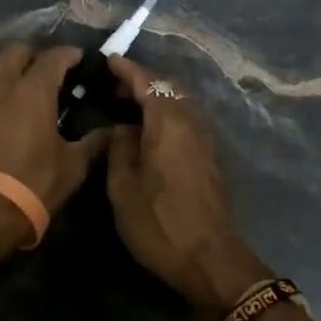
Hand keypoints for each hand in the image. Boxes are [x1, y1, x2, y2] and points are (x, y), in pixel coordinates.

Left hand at [0, 44, 109, 229]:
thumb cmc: (32, 183)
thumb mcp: (72, 166)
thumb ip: (93, 142)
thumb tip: (113, 130)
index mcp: (33, 89)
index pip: (54, 56)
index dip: (69, 55)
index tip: (79, 61)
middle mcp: (2, 82)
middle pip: (18, 50)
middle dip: (35, 57)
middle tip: (47, 76)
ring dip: (9, 68)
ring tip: (20, 88)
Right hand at [103, 55, 269, 317]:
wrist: (211, 260)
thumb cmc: (160, 221)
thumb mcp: (123, 186)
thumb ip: (119, 148)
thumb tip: (121, 128)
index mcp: (167, 120)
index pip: (146, 80)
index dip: (126, 69)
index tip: (108, 60)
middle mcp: (190, 120)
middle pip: (167, 87)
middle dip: (142, 81)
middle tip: (115, 86)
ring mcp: (205, 138)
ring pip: (180, 103)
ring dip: (156, 98)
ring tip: (129, 107)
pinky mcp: (210, 156)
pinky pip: (186, 120)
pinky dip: (167, 114)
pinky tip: (150, 132)